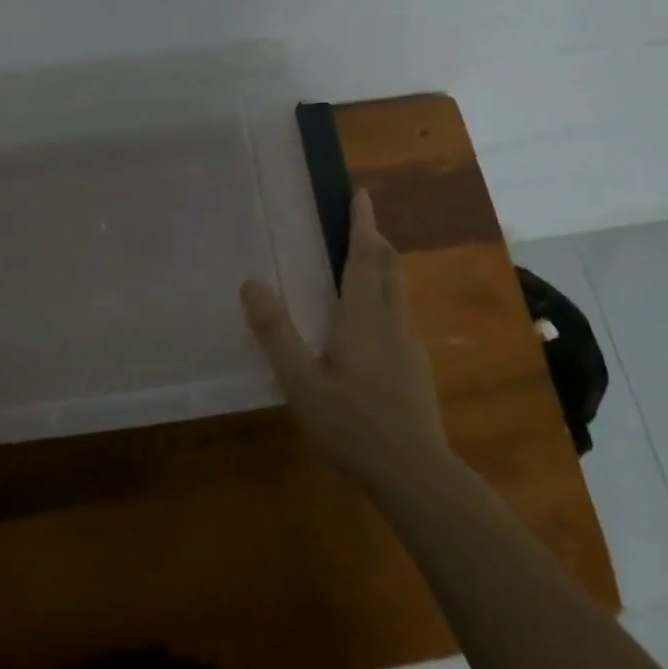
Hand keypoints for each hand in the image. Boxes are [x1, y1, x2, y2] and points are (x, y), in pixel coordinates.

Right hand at [240, 190, 453, 497]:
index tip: (362, 194)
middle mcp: (392, 322)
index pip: (365, 257)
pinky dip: (384, 296)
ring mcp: (409, 345)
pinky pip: (399, 314)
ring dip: (382, 267)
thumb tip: (251, 284)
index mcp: (364, 318)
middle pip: (390, 267)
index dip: (363, 224)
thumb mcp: (301, 383)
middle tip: (359, 222)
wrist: (416, 475)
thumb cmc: (353, 426)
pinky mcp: (416, 367)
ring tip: (361, 263)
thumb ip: (276, 334)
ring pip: (398, 291)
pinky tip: (368, 323)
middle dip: (376, 239)